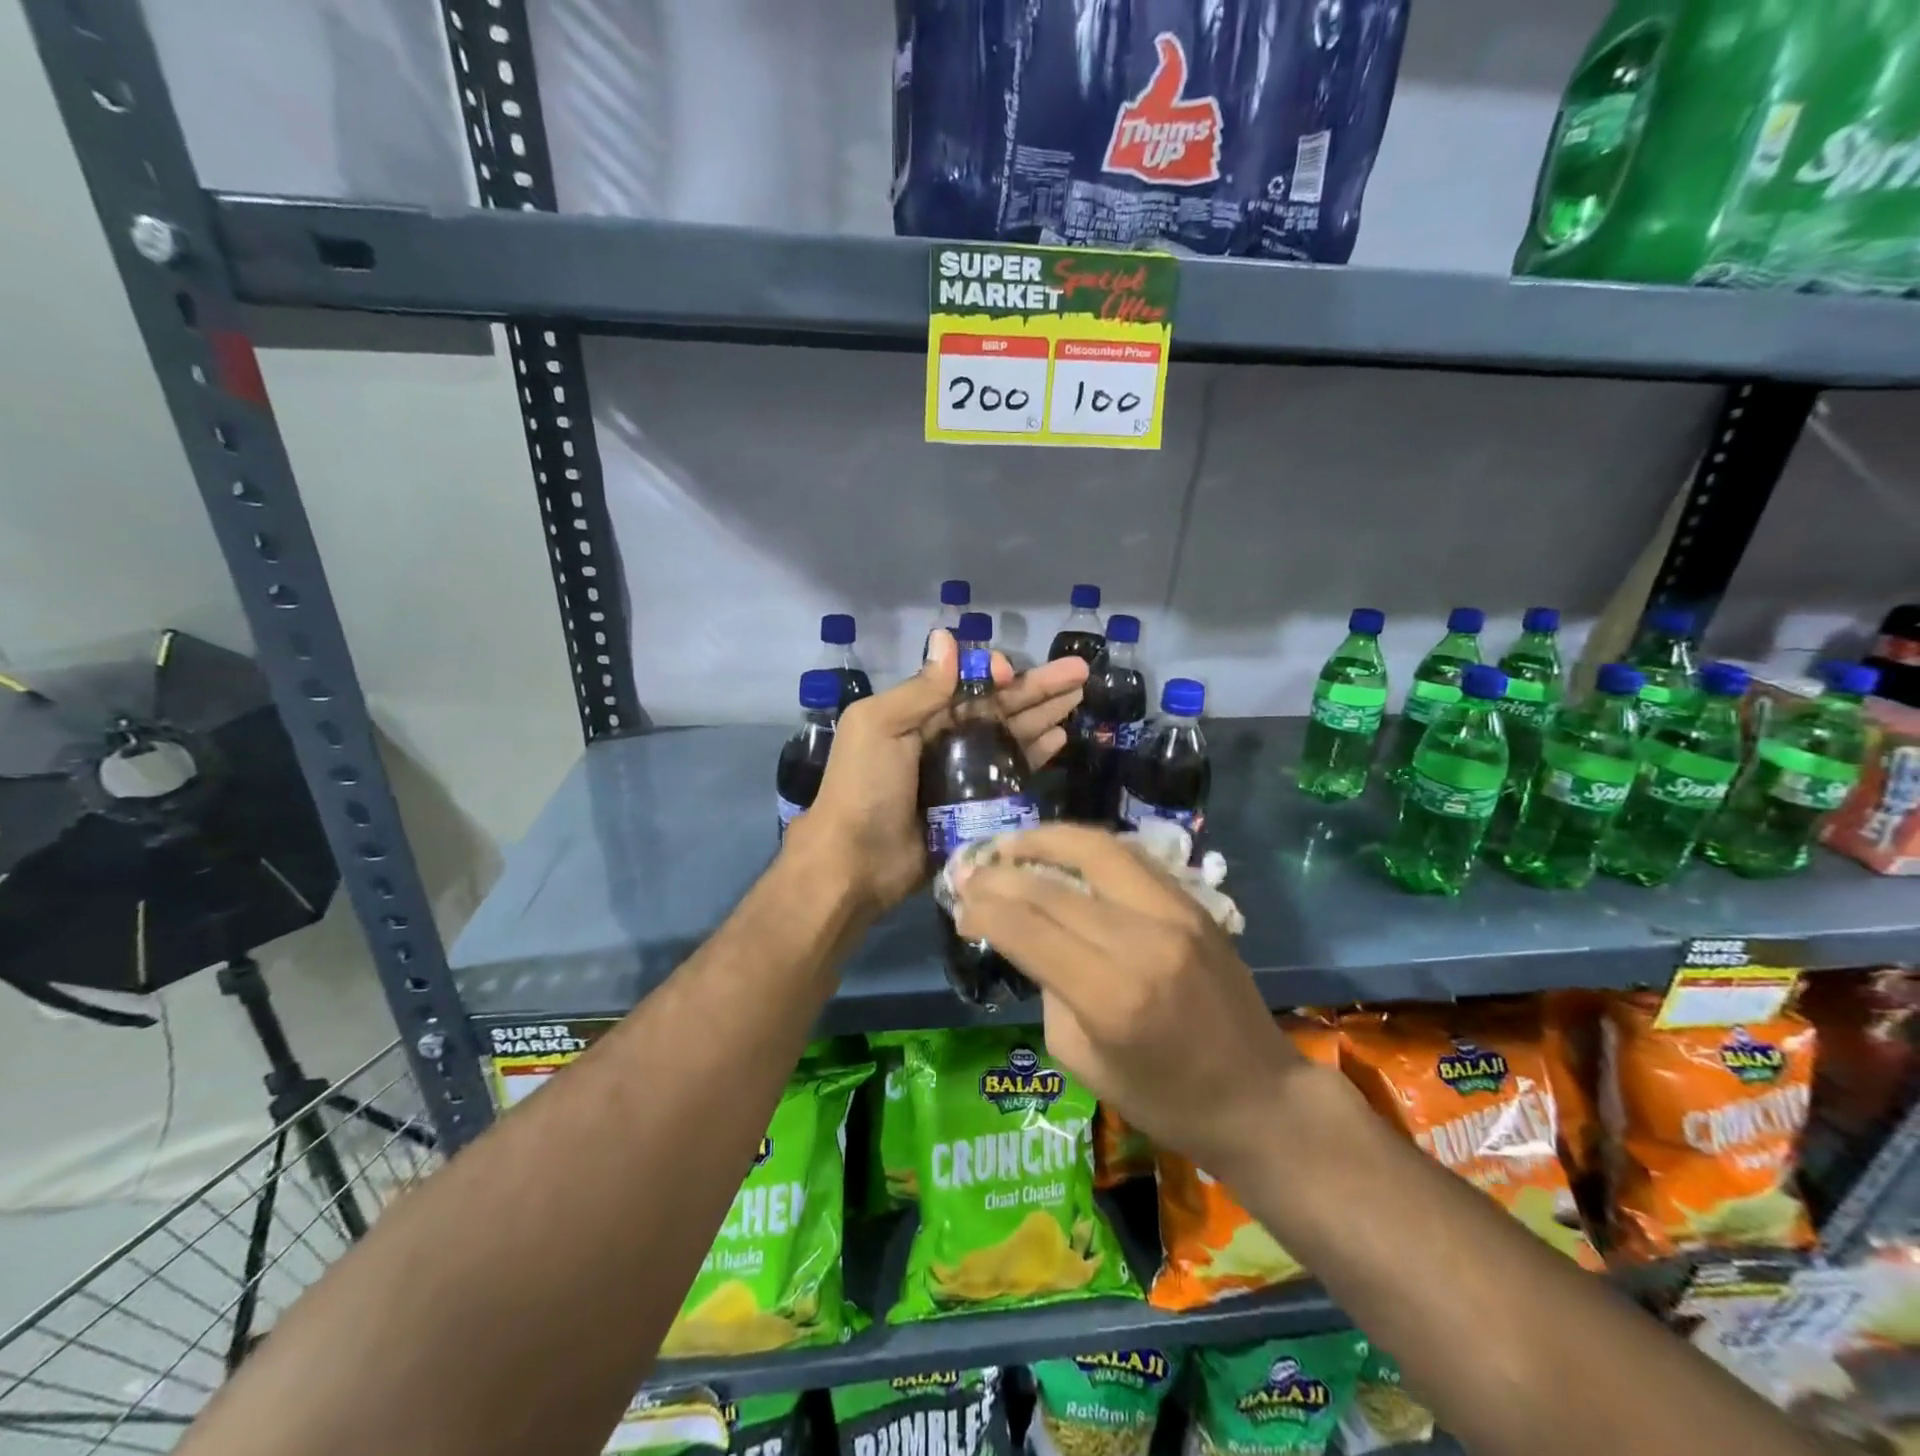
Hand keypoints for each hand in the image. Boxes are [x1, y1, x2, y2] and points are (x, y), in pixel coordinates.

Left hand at [790, 632, 1088, 913]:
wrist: (857, 862)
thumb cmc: (864, 787)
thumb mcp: (880, 726)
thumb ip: (920, 689)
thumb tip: (947, 637)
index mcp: (917, 713)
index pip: (967, 682)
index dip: (995, 672)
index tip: (1014, 672)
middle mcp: (943, 738)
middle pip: (999, 705)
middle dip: (1038, 687)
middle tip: (1082, 672)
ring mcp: (963, 772)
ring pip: (1011, 734)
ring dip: (1044, 715)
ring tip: (1079, 697)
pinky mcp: (977, 804)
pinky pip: (1012, 773)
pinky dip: (1035, 753)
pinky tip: (1060, 737)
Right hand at [953, 825, 1301, 1175]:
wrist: (1259, 1097)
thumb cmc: (1165, 1100)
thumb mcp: (1082, 1061)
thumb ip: (1049, 990)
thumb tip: (1027, 936)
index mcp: (1110, 995)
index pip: (1027, 928)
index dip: (983, 910)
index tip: (959, 907)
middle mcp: (1142, 941)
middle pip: (1052, 886)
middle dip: (1000, 874)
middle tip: (969, 872)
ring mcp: (1176, 913)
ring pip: (1096, 849)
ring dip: (1045, 839)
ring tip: (1011, 844)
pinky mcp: (1195, 903)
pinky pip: (1130, 858)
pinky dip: (1088, 848)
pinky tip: (1063, 852)